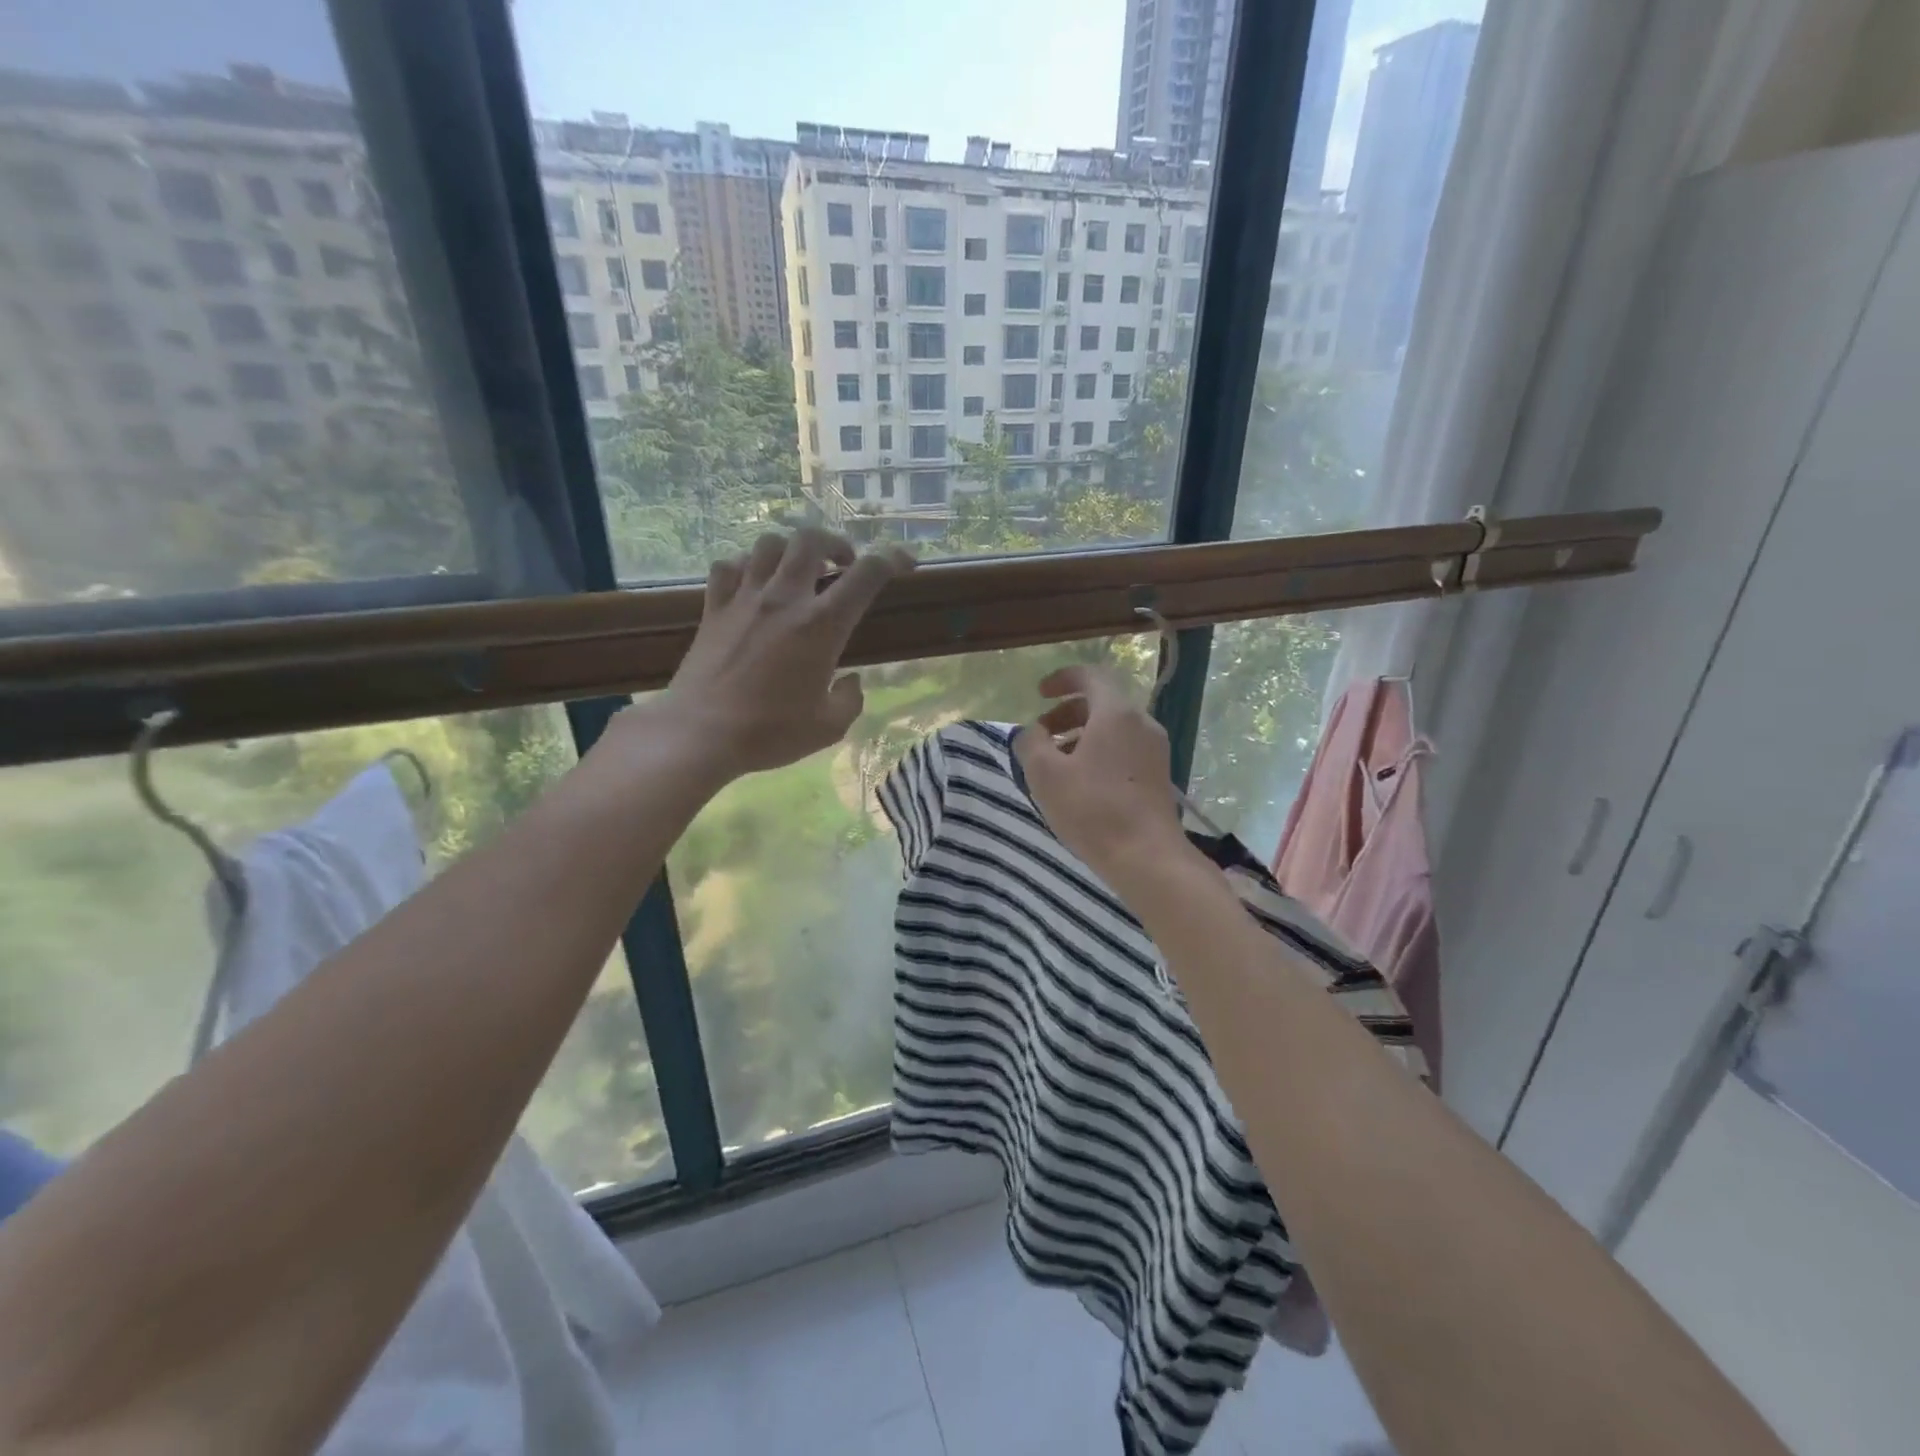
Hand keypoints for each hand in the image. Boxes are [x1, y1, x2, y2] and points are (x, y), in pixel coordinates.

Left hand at [644, 529, 912, 780]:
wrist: (700, 734)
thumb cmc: (770, 732)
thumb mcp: (828, 727)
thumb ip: (850, 700)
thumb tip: (851, 682)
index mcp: (822, 625)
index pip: (867, 574)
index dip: (892, 559)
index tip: (906, 562)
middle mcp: (785, 599)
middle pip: (810, 540)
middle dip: (835, 544)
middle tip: (842, 566)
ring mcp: (744, 599)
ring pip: (769, 545)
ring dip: (790, 550)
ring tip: (797, 572)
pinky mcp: (714, 608)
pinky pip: (728, 566)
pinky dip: (745, 566)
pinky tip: (751, 585)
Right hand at [1013, 664, 1188, 888]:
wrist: (1147, 856)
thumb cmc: (1092, 809)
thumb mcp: (1045, 774)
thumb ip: (1030, 743)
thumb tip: (1032, 733)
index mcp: (1116, 713)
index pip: (1091, 676)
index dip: (1062, 679)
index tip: (1039, 694)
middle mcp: (1142, 723)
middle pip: (1102, 703)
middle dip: (1066, 713)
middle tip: (1041, 736)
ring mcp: (1155, 750)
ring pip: (1113, 728)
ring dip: (1081, 735)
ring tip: (1056, 763)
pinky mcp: (1158, 775)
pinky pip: (1124, 749)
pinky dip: (1099, 752)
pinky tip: (1081, 783)